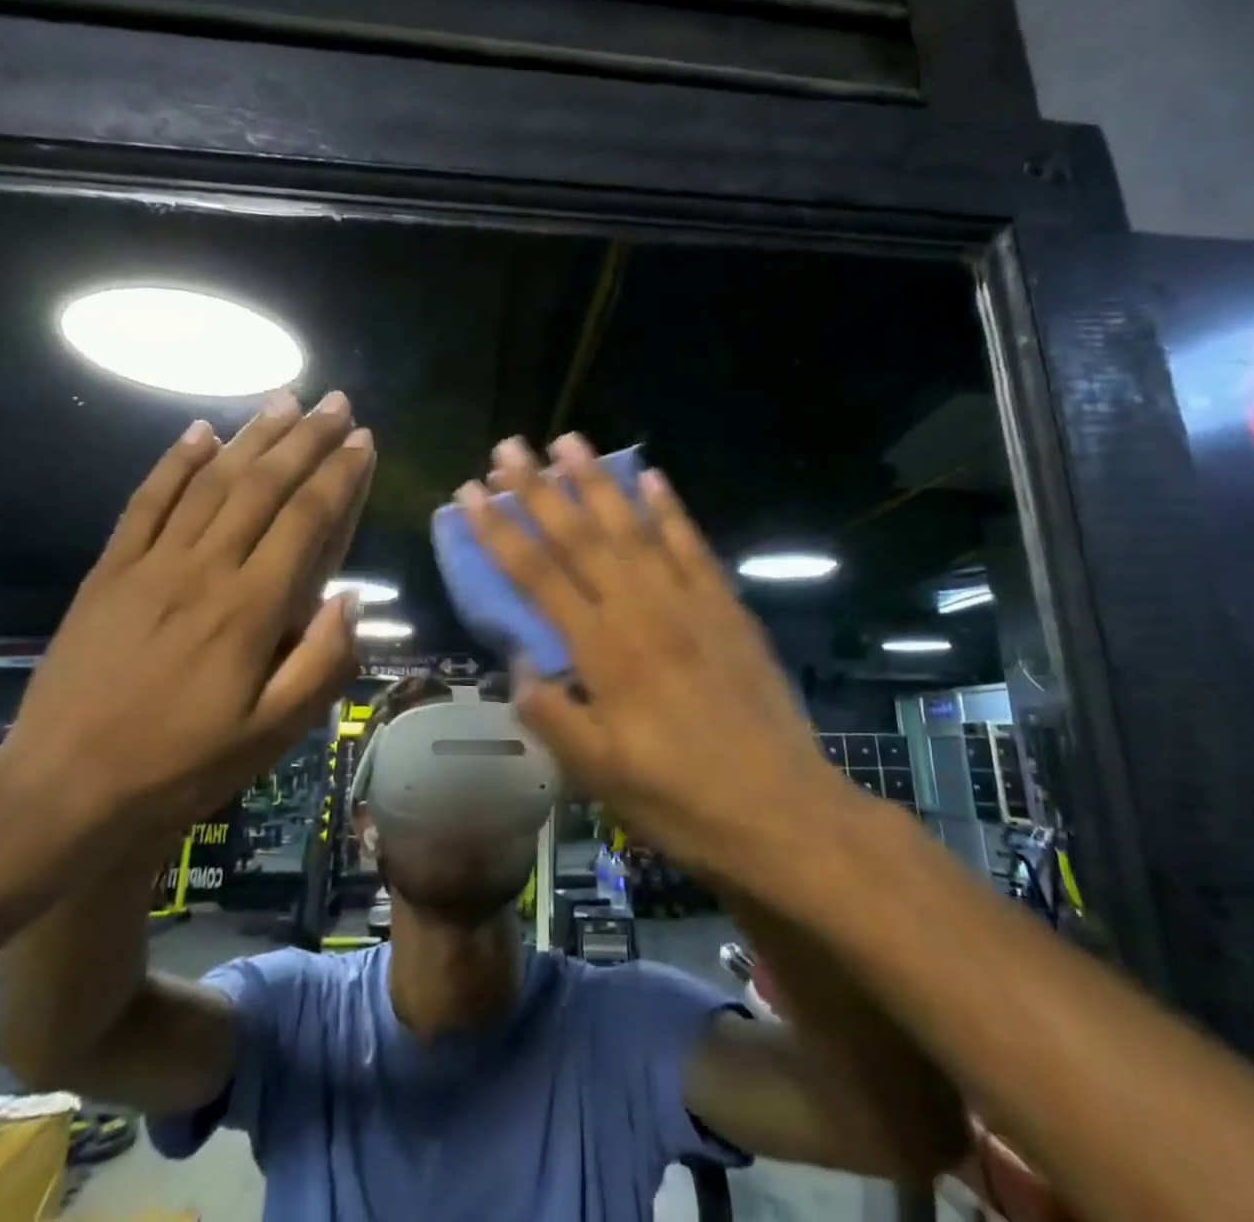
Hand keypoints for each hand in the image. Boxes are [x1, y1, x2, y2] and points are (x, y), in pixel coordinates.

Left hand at [0, 391, 374, 838]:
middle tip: (336, 402)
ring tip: (285, 400)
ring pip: (212, 482)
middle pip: (264, 486)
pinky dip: (174, 462)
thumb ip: (322, 663)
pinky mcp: (110, 571)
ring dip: (253, 437)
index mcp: (252, 608)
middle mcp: (206, 570)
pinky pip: (145, 502)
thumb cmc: (183, 766)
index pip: (307, 520)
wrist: (64, 791)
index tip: (364, 441)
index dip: (340, 476)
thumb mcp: (273, 734)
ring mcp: (151, 564)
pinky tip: (199, 432)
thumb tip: (352, 599)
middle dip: (306, 439)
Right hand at [461, 433, 841, 879]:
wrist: (782, 812)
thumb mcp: (598, 775)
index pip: (537, 576)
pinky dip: (670, 509)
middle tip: (509, 446)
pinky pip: (693, 546)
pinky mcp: (727, 607)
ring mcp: (689, 603)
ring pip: (634, 528)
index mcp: (602, 652)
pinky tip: (653, 477)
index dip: (499, 531)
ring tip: (570, 441)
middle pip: (580, 537)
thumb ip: (551, 715)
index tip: (471, 493)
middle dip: (539, 488)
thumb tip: (517, 668)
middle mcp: (641, 612)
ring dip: (599, 481)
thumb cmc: (680, 800)